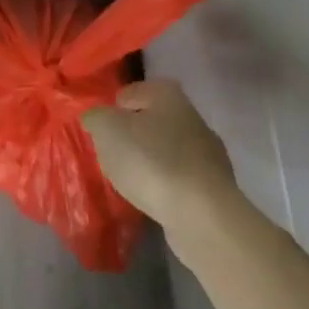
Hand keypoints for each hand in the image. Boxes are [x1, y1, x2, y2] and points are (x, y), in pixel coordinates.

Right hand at [83, 80, 245, 257]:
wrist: (202, 216)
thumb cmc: (150, 160)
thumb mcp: (107, 129)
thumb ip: (95, 116)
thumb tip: (96, 118)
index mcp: (167, 94)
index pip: (129, 92)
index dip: (111, 109)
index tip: (100, 131)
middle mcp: (192, 116)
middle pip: (148, 121)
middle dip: (130, 136)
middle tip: (111, 154)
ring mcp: (207, 153)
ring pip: (164, 150)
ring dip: (147, 161)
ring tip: (129, 179)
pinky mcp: (213, 186)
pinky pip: (177, 177)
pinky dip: (163, 184)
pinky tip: (152, 197)